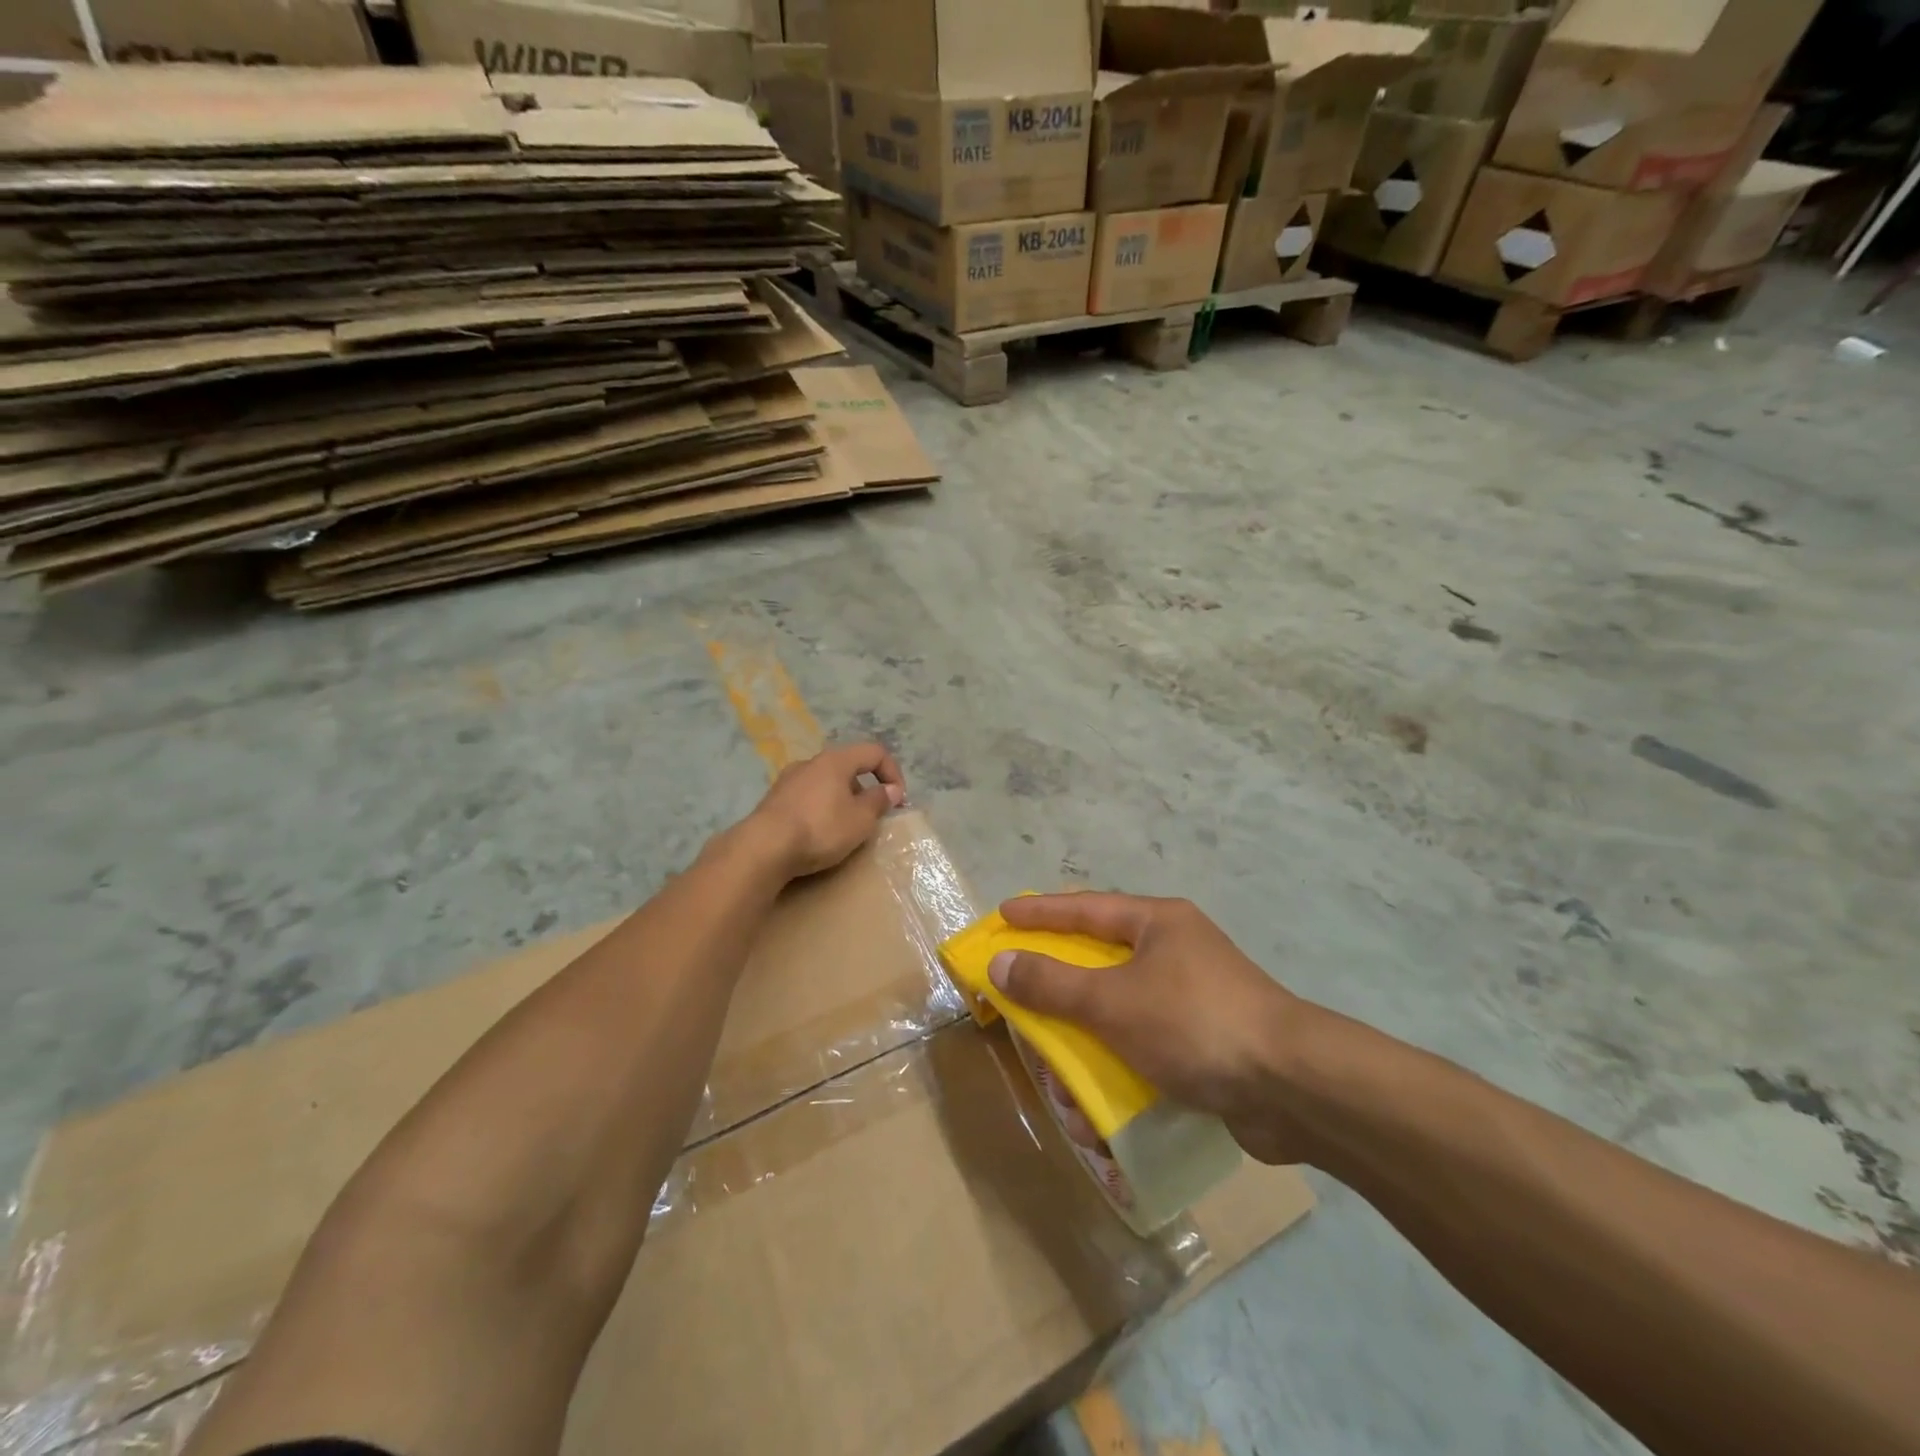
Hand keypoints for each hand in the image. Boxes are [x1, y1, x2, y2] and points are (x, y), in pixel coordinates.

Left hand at [747, 742, 905, 879]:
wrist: (763, 848)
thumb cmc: (820, 828)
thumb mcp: (860, 819)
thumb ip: (879, 801)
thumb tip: (890, 790)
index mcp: (836, 760)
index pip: (874, 752)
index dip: (893, 772)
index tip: (898, 800)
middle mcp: (810, 762)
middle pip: (848, 767)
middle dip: (865, 789)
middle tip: (872, 817)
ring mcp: (788, 780)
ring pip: (826, 783)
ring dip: (842, 800)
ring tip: (845, 828)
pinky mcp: (773, 800)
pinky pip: (807, 798)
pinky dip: (820, 809)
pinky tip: (818, 833)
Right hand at [989, 892, 1309, 1163]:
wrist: (1294, 1088)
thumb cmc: (1195, 1023)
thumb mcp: (1113, 1001)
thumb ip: (1053, 982)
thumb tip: (1001, 962)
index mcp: (1158, 924)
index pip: (1086, 908)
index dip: (1041, 912)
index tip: (1004, 914)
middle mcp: (1176, 952)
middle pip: (1101, 961)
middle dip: (1060, 987)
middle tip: (1023, 993)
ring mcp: (1194, 998)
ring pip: (1120, 1011)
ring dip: (1086, 1043)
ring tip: (1061, 1074)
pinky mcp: (1206, 1044)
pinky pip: (1145, 1047)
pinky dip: (1118, 1069)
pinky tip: (1099, 1108)